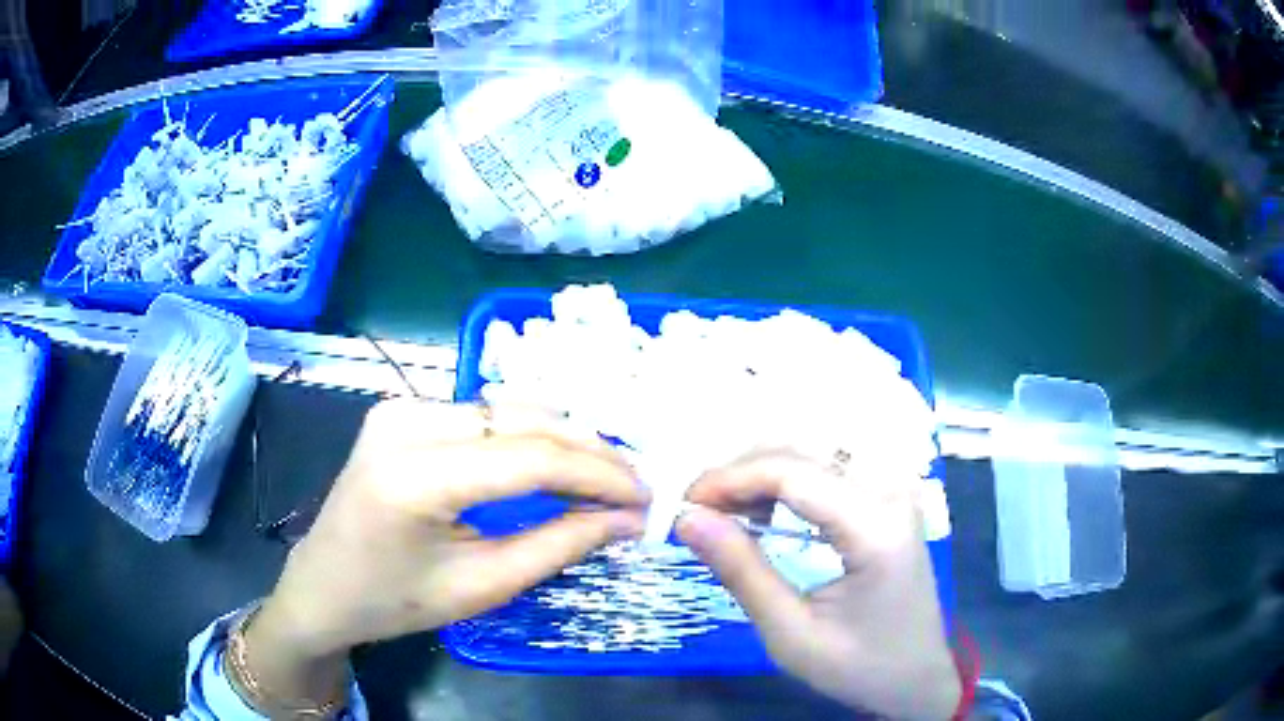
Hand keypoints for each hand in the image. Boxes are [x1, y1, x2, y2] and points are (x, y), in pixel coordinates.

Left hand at [244, 399, 648, 703]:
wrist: (322, 585)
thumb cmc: (394, 601)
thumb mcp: (481, 586)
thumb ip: (558, 545)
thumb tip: (626, 519)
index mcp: (414, 476)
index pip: (529, 458)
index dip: (598, 474)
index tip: (645, 496)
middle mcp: (404, 421)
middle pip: (521, 421)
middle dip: (588, 452)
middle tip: (634, 484)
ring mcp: (399, 407)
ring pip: (505, 409)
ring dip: (562, 439)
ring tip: (605, 474)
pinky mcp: (401, 409)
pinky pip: (481, 413)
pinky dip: (526, 434)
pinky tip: (554, 458)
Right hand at [676, 450, 959, 720]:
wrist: (916, 675)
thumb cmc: (858, 666)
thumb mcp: (790, 634)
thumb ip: (741, 572)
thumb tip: (686, 519)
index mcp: (877, 529)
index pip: (794, 474)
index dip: (730, 479)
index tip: (684, 504)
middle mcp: (892, 492)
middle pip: (804, 450)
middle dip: (742, 471)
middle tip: (700, 510)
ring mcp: (897, 488)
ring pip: (816, 449)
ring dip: (763, 470)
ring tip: (727, 511)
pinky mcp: (891, 495)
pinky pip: (832, 465)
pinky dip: (789, 477)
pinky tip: (767, 508)